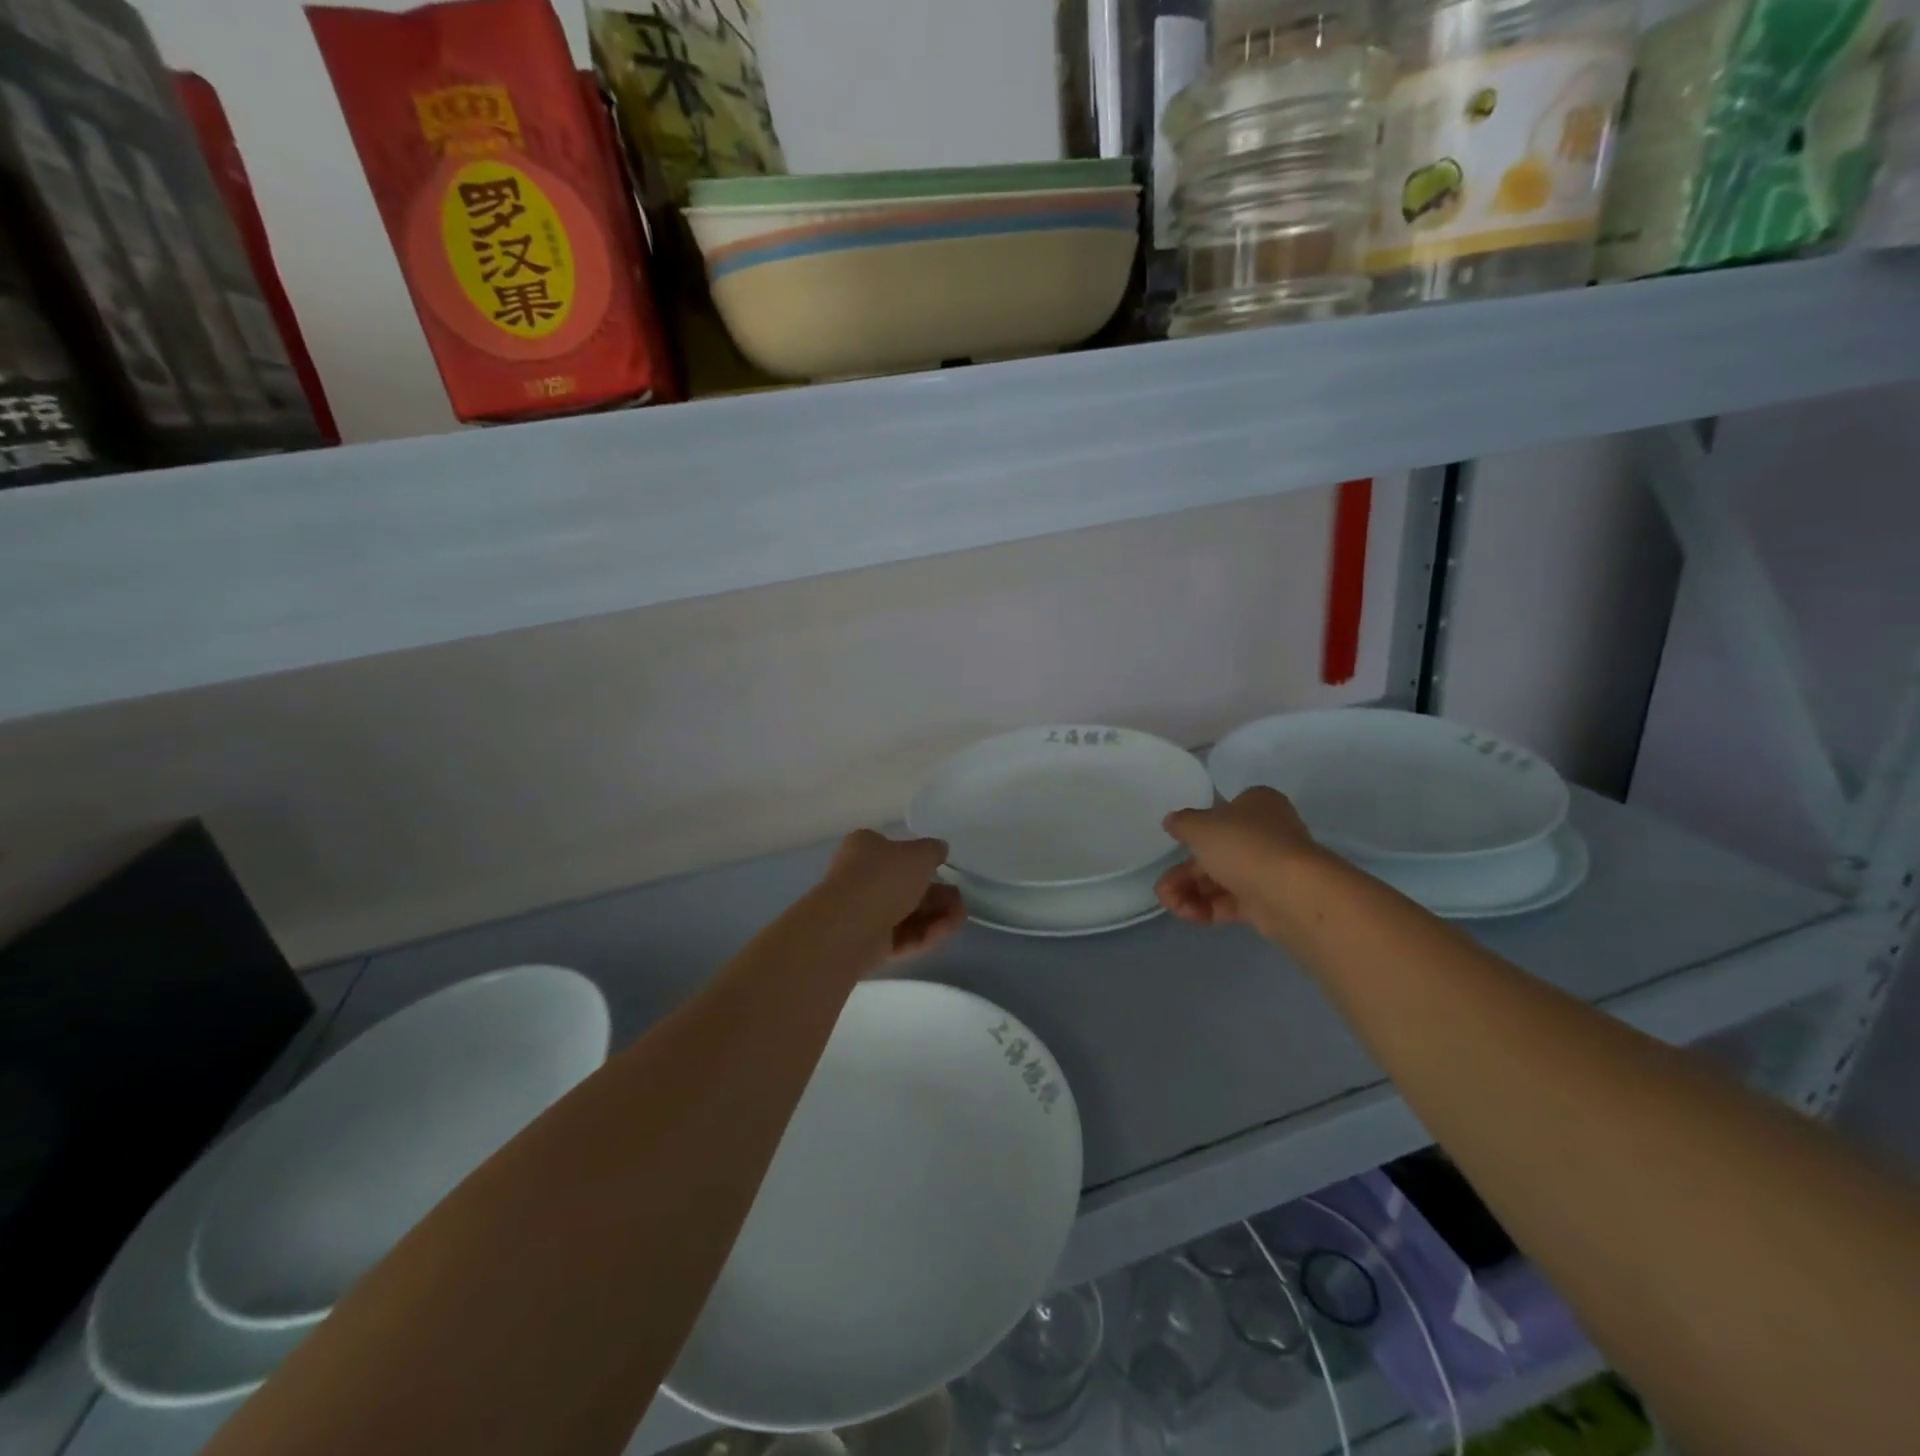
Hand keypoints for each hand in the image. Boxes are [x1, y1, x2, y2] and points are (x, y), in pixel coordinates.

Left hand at [816, 829, 965, 965]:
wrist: (850, 925)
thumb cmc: (884, 878)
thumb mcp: (919, 854)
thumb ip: (933, 850)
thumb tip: (939, 849)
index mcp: (864, 848)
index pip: (894, 850)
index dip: (920, 861)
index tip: (944, 869)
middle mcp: (859, 877)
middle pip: (905, 886)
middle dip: (936, 894)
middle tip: (960, 901)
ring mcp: (861, 912)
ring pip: (905, 913)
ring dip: (935, 916)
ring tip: (959, 919)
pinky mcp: (866, 943)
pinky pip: (899, 936)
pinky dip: (923, 934)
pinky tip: (944, 932)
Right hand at [1155, 787, 1319, 938]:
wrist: (1290, 893)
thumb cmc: (1244, 845)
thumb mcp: (1200, 826)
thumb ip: (1182, 823)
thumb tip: (1172, 821)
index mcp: (1257, 805)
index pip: (1223, 812)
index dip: (1197, 829)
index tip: (1177, 843)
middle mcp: (1267, 834)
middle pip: (1216, 851)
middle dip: (1184, 872)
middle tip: (1164, 888)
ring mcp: (1268, 870)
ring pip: (1221, 879)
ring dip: (1190, 892)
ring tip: (1171, 904)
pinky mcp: (1268, 902)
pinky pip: (1231, 903)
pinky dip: (1208, 907)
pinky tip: (1189, 914)